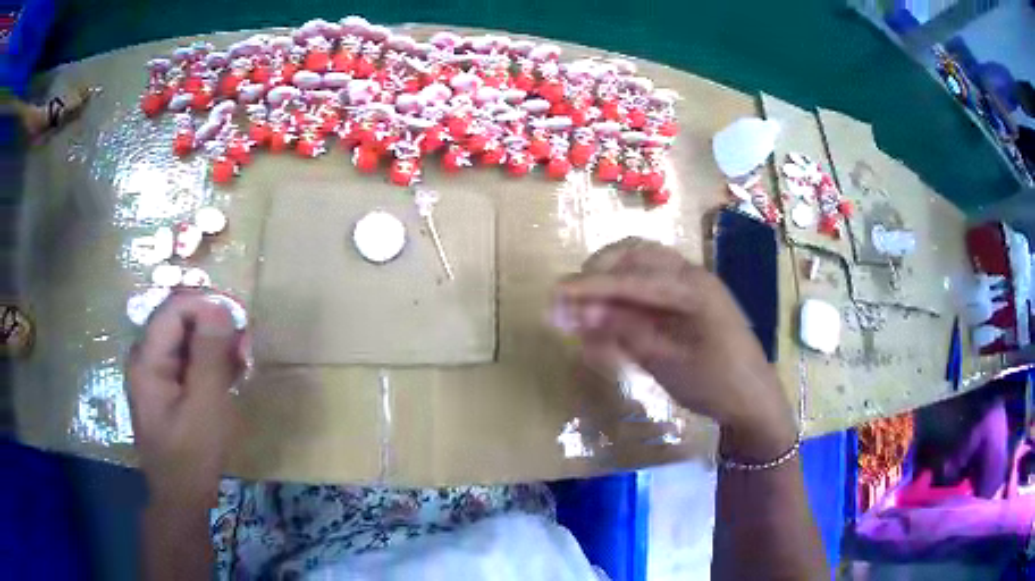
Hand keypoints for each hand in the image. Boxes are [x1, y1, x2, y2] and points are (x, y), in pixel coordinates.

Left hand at [127, 292, 243, 505]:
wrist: (181, 499)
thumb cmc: (192, 457)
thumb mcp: (206, 406)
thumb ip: (210, 354)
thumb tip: (220, 307)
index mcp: (147, 360)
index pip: (174, 309)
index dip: (206, 307)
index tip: (238, 323)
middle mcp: (144, 358)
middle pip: (178, 321)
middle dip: (212, 327)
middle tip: (243, 346)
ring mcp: (152, 373)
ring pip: (183, 340)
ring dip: (213, 346)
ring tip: (239, 363)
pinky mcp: (162, 387)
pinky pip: (184, 360)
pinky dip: (207, 363)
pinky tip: (226, 377)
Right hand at [554, 237, 795, 459]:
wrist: (754, 400)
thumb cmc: (716, 384)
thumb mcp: (667, 363)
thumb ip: (625, 331)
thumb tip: (581, 311)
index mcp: (691, 289)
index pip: (630, 279)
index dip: (589, 287)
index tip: (554, 295)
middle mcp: (691, 276)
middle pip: (635, 256)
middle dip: (598, 274)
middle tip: (569, 302)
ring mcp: (692, 285)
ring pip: (642, 265)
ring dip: (610, 280)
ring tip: (586, 307)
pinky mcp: (690, 299)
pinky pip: (652, 284)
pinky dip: (626, 295)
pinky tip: (610, 318)